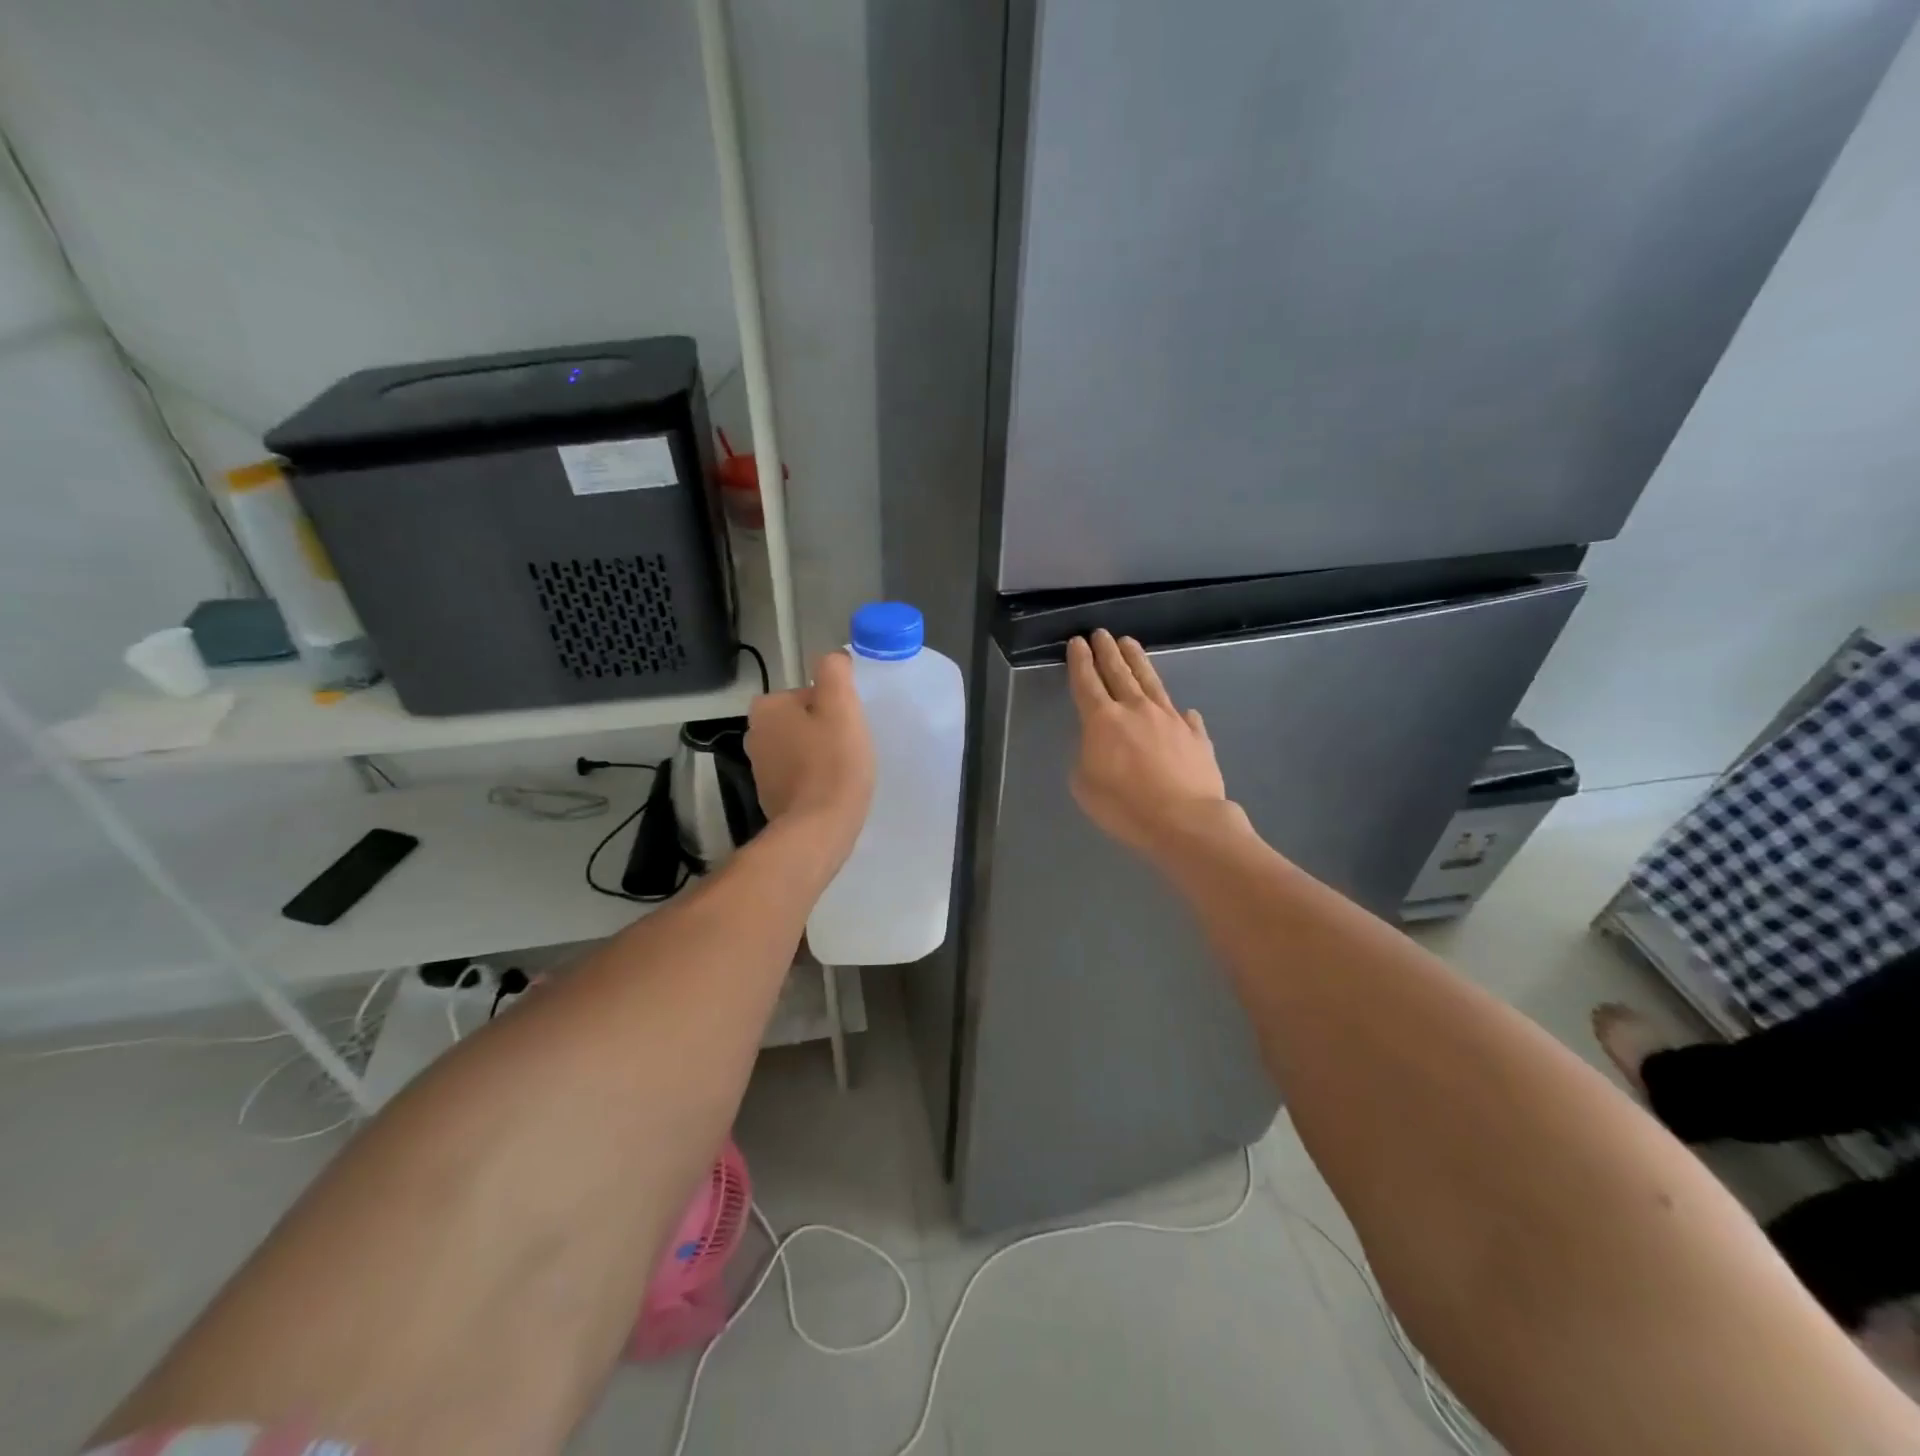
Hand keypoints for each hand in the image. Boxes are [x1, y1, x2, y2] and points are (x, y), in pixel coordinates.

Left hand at [746, 650, 874, 862]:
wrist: (819, 828)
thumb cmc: (833, 762)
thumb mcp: (841, 705)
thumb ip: (834, 671)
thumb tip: (832, 658)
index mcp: (766, 708)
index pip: (809, 694)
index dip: (835, 707)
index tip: (849, 727)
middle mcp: (754, 734)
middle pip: (803, 720)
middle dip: (825, 731)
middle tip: (850, 748)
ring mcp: (760, 769)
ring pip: (801, 748)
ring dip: (821, 755)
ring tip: (844, 771)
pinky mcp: (770, 797)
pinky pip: (798, 776)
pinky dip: (814, 779)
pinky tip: (832, 791)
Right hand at [1067, 629, 1231, 857]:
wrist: (1184, 821)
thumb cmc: (1125, 806)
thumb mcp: (1084, 786)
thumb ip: (1088, 757)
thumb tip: (1102, 746)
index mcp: (1103, 720)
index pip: (1087, 682)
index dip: (1080, 661)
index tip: (1077, 643)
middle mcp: (1136, 709)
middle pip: (1119, 672)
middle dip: (1107, 651)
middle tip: (1101, 633)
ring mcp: (1170, 719)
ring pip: (1150, 681)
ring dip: (1137, 661)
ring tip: (1130, 643)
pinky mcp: (1195, 735)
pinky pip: (1184, 717)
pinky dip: (1178, 711)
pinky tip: (1182, 709)